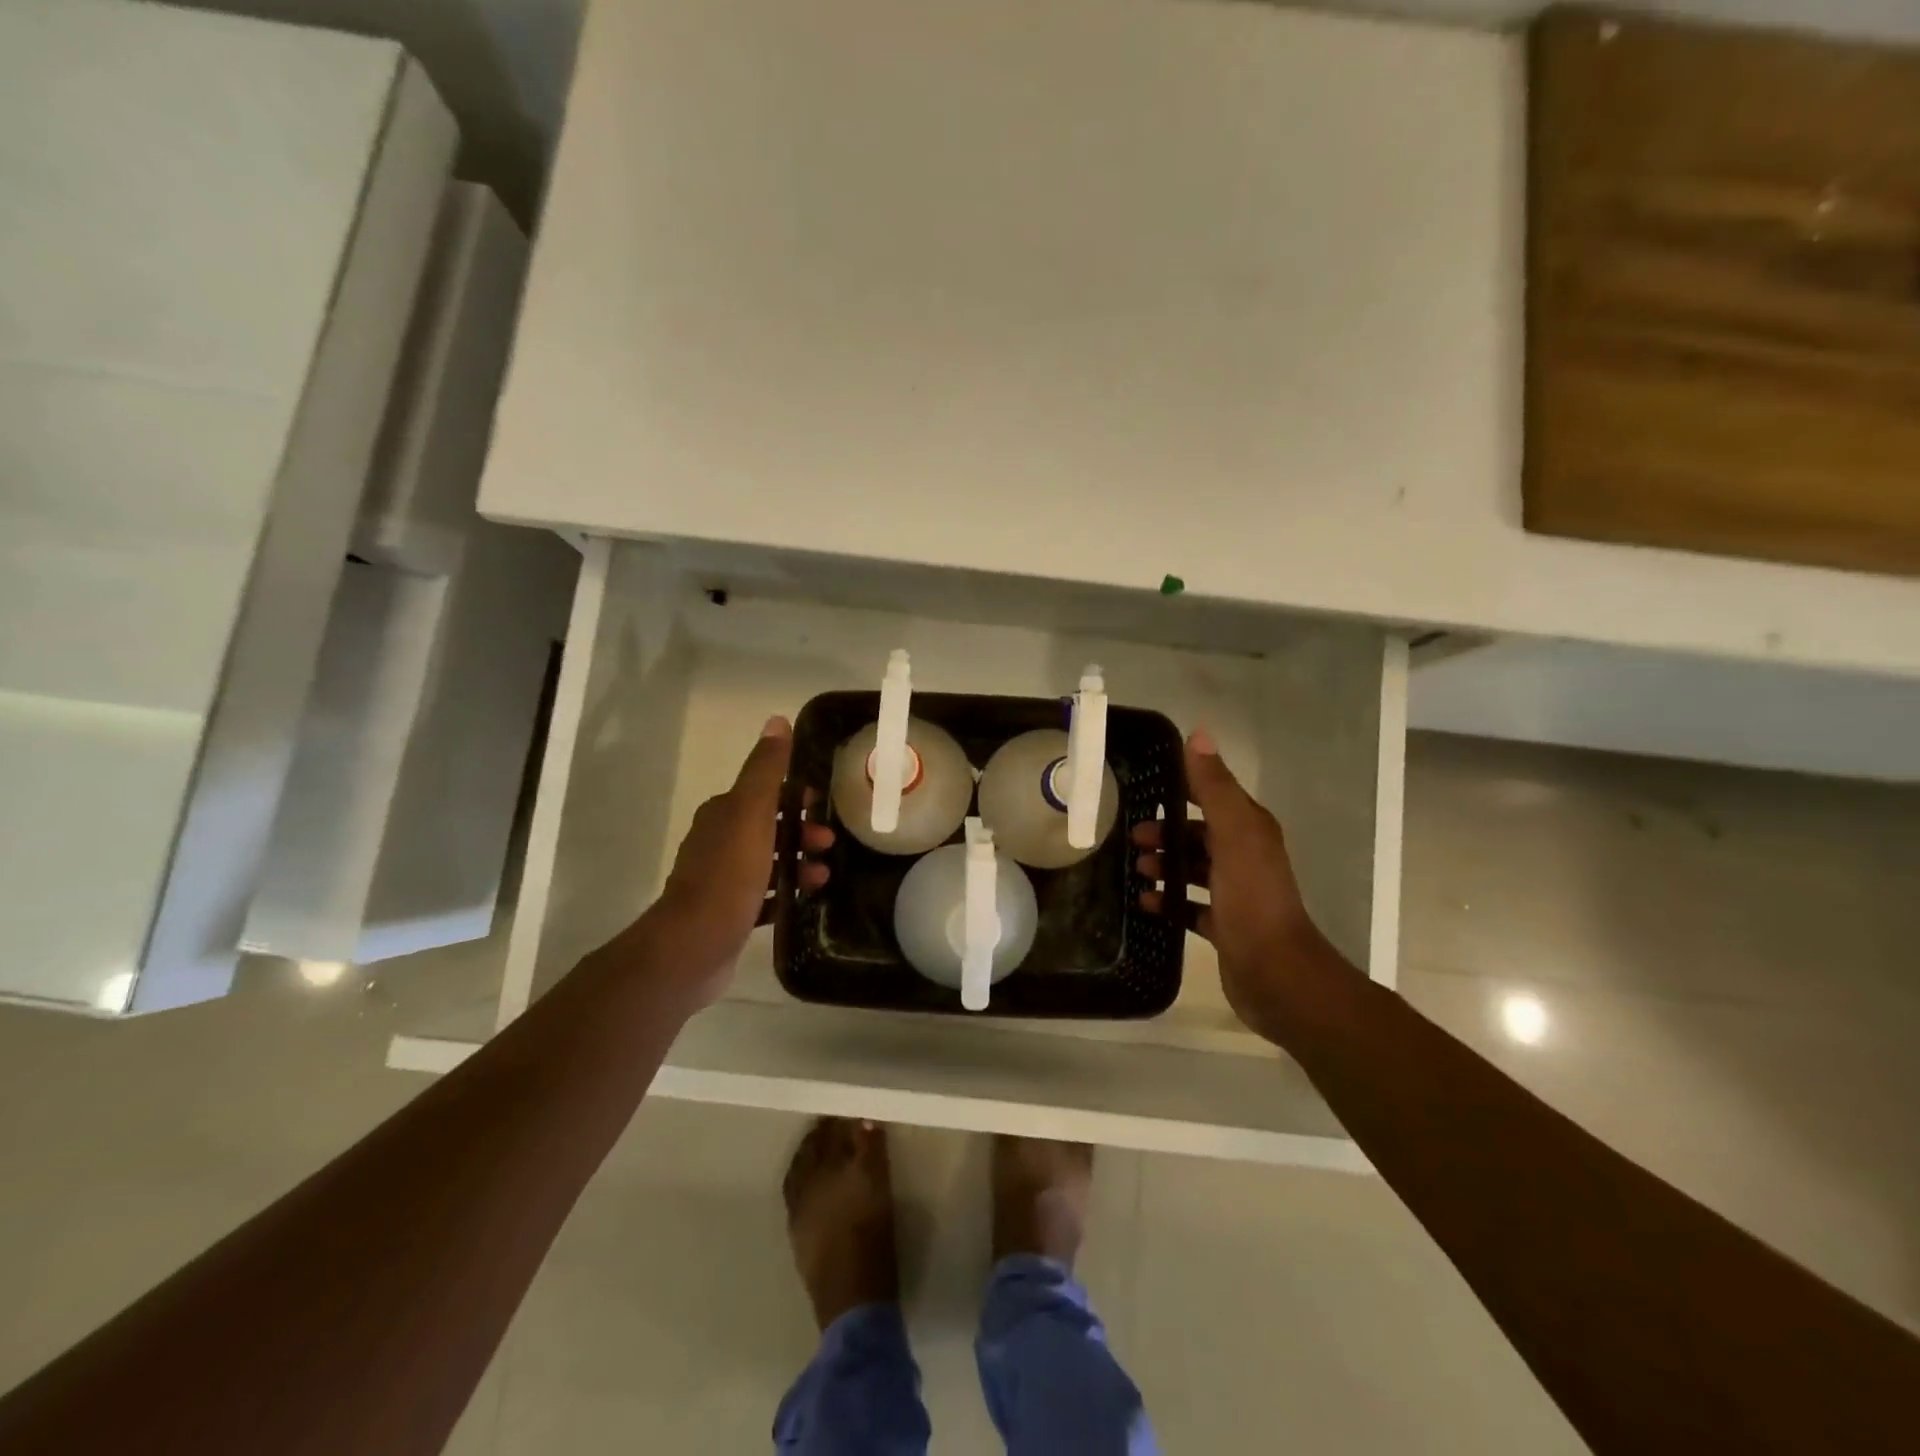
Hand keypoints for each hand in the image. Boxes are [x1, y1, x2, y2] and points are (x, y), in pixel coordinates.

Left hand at [639, 716, 833, 1009]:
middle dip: (802, 834)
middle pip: (768, 829)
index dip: (795, 798)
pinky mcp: (727, 914)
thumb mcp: (752, 813)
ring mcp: (721, 881)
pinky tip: (805, 904)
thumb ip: (766, 770)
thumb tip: (777, 721)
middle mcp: (718, 842)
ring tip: (823, 879)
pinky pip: (764, 898)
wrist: (694, 945)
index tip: (823, 807)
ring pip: (768, 864)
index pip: (764, 794)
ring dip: (798, 865)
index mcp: (722, 815)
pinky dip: (785, 895)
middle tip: (829, 847)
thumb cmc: (728, 874)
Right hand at [1132, 728, 1326, 1038]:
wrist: (1276, 974)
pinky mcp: (1225, 926)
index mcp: (1250, 830)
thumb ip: (1215, 787)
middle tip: (1133, 839)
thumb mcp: (1234, 834)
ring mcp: (1236, 893)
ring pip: (1194, 869)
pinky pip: (1190, 906)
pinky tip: (1147, 904)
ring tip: (1138, 871)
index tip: (1145, 787)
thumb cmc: (1252, 898)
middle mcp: (1246, 857)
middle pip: (1199, 834)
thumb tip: (1199, 734)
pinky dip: (1169, 901)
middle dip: (1166, 832)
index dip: (1184, 788)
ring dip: (1166, 865)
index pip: (1214, 796)